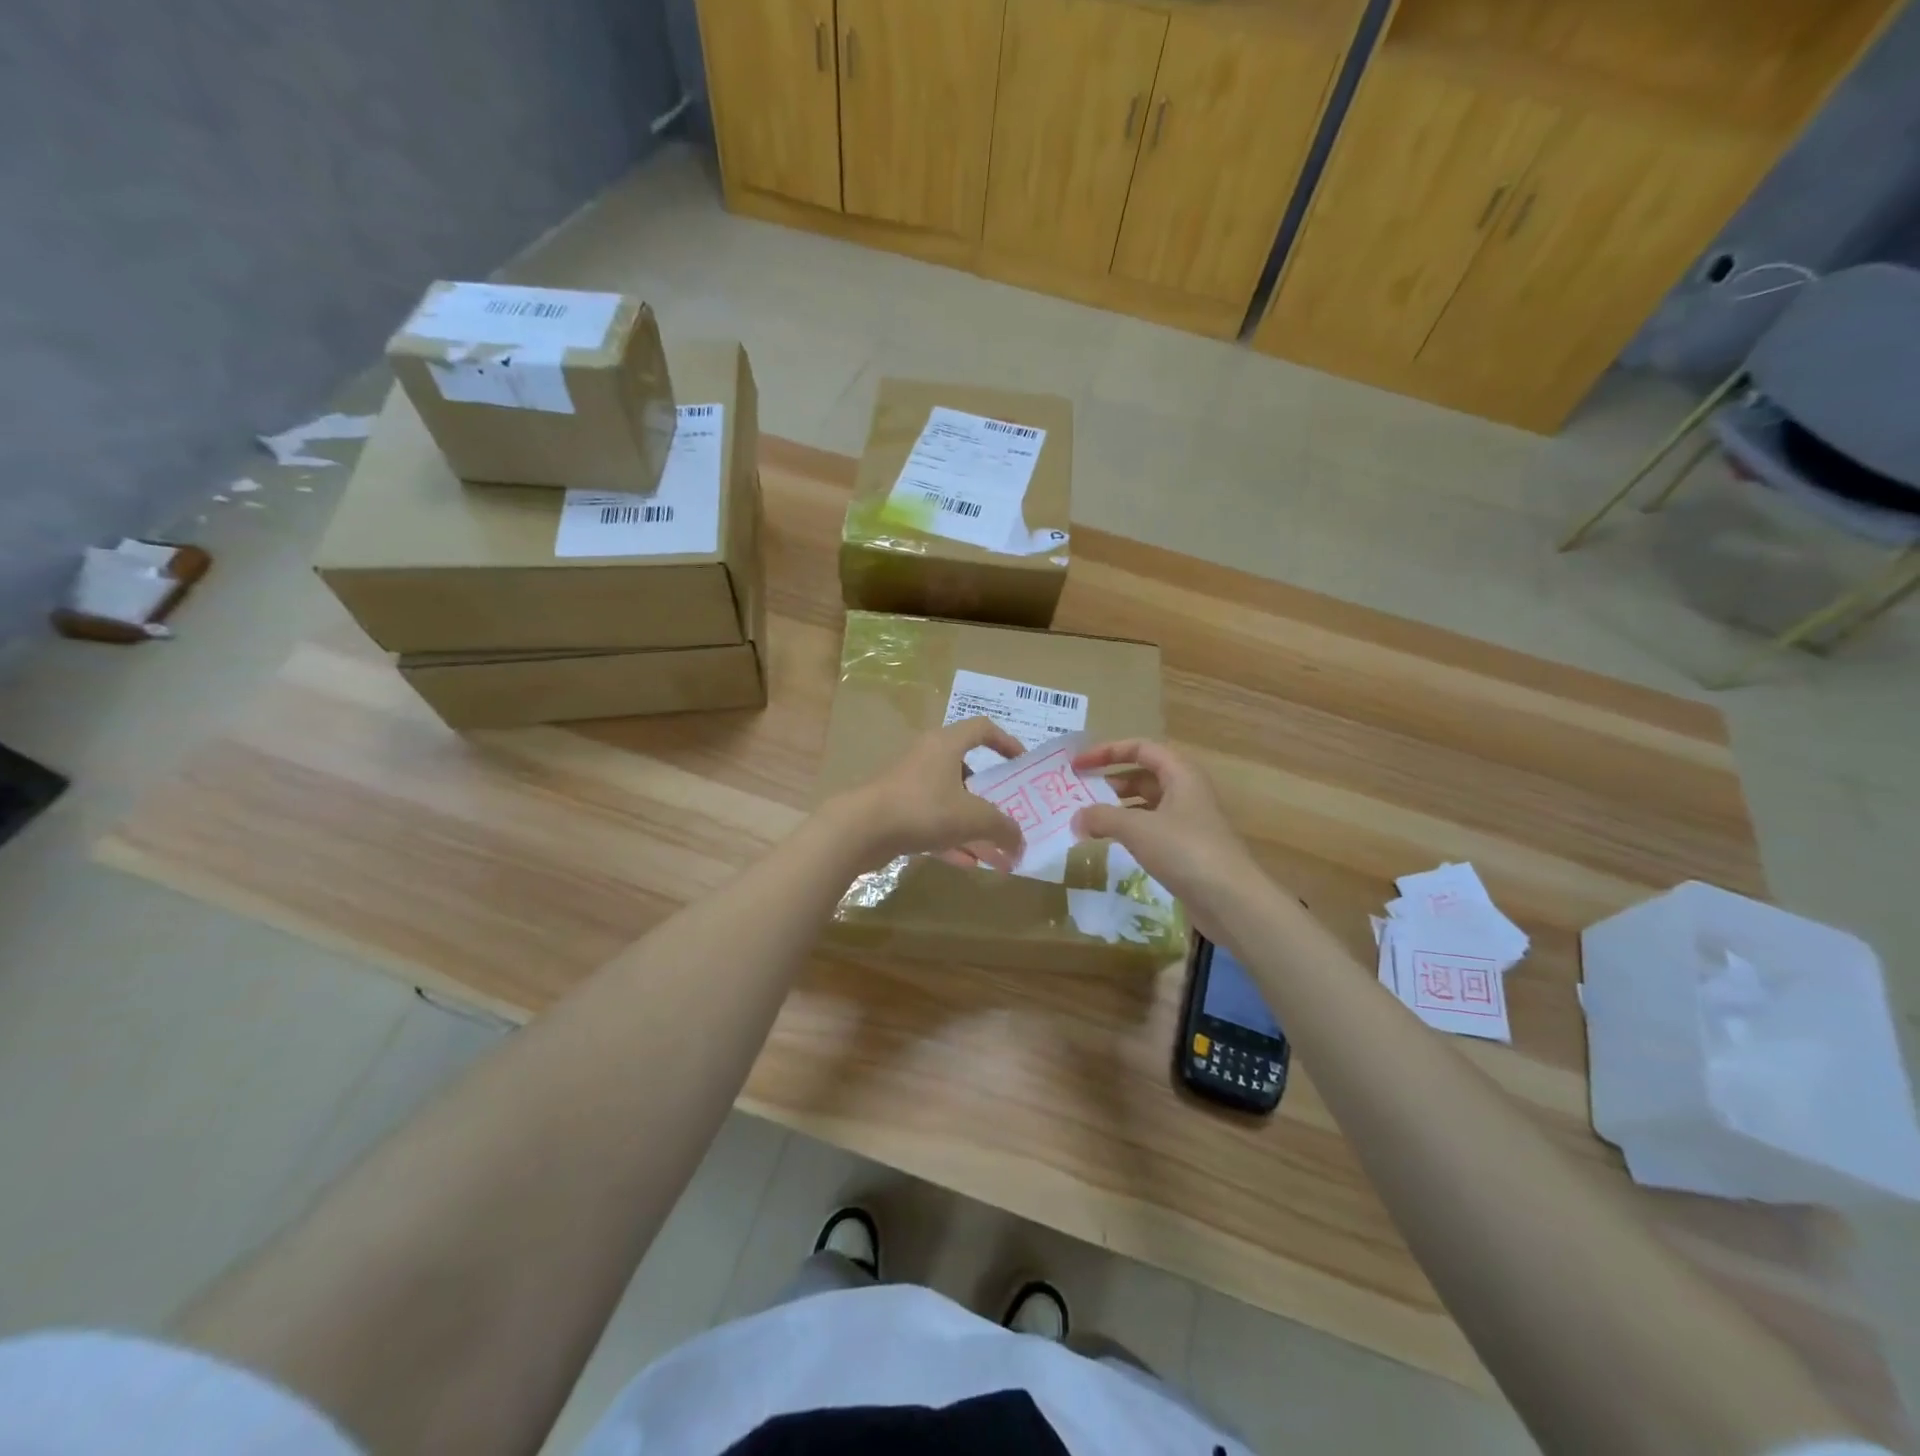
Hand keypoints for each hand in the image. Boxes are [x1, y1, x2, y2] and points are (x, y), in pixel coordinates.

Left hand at [830, 718, 1026, 871]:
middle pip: (965, 767)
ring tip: (992, 845)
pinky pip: (931, 820)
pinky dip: (951, 838)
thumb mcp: (973, 818)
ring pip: (948, 798)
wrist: (861, 829)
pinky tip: (967, 862)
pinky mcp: (895, 809)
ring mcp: (908, 783)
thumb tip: (1020, 844)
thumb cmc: (923, 808)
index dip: (1005, 741)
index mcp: (946, 744)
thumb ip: (1003, 828)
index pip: (981, 728)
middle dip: (988, 791)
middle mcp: (927, 757)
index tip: (1020, 763)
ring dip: (971, 821)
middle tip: (1007, 809)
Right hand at [1070, 739, 1265, 937]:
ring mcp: (1189, 821)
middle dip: (1110, 780)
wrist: (1231, 901)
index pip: (1141, 748)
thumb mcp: (1137, 828)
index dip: (1107, 751)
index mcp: (1181, 774)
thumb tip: (1076, 818)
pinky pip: (1152, 829)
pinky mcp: (1188, 849)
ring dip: (1118, 808)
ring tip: (1088, 819)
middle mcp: (1187, 791)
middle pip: (1143, 775)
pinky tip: (1112, 843)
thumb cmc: (1185, 851)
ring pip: (1147, 804)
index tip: (1078, 764)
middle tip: (1078, 793)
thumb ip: (1102, 817)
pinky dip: (1130, 830)